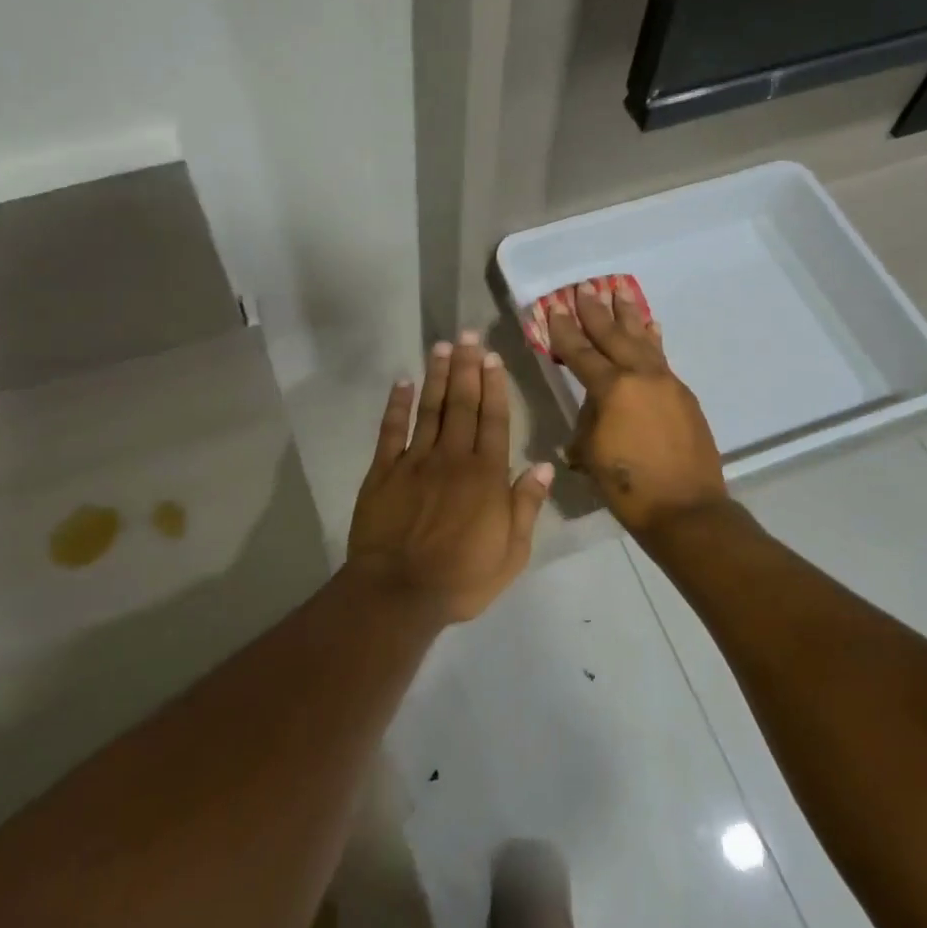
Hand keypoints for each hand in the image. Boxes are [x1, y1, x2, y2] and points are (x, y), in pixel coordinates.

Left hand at [348, 333, 554, 622]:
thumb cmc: (462, 578)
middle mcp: (452, 458)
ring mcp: (414, 462)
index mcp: (486, 475)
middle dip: (466, 367)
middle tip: (468, 334)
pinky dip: (396, 405)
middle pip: (462, 404)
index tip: (492, 357)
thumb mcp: (511, 552)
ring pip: (429, 409)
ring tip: (441, 346)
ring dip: (436, 376)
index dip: (494, 386)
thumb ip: (526, 506)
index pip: (494, 420)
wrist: (399, 593)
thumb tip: (544, 465)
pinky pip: (390, 431)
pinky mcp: (383, 472)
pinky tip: (401, 382)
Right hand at [546, 282, 727, 536]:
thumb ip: (590, 420)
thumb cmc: (628, 486)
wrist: (686, 509)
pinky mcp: (683, 395)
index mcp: (613, 389)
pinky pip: (662, 358)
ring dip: (629, 315)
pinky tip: (650, 327)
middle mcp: (641, 376)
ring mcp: (667, 383)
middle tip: (584, 286)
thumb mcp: (592, 452)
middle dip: (596, 311)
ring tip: (620, 290)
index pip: (581, 352)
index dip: (564, 331)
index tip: (554, 308)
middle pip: (614, 335)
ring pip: (643, 340)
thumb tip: (596, 408)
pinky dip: (652, 339)